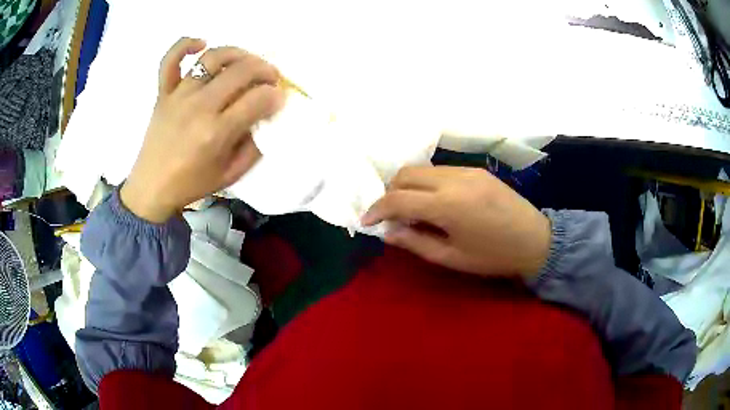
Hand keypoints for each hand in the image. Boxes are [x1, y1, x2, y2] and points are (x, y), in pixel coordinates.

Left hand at [121, 38, 284, 222]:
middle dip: (265, 70)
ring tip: (246, 60)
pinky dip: (185, 45)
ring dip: (238, 53)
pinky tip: (201, 43)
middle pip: (241, 71)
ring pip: (212, 58)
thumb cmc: (191, 184)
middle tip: (270, 78)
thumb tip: (265, 118)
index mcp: (216, 133)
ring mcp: (179, 96)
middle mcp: (199, 107)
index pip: (257, 99)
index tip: (278, 98)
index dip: (275, 95)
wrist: (152, 188)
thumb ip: (253, 147)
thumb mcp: (230, 174)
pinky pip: (170, 60)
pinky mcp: (163, 92)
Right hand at [361, 166, 550, 276]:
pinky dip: (427, 183)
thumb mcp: (451, 258)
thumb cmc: (493, 256)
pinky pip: (440, 170)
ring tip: (412, 210)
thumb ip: (415, 242)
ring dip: (408, 186)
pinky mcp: (476, 169)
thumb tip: (388, 232)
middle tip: (391, 216)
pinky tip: (434, 201)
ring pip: (422, 169)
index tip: (367, 222)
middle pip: (405, 175)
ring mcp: (466, 170)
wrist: (535, 240)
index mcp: (447, 205)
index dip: (376, 209)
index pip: (397, 199)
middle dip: (390, 193)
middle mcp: (453, 179)